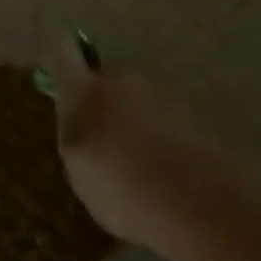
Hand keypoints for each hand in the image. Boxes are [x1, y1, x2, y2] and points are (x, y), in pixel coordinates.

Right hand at [51, 47, 237, 250]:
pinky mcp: (202, 122)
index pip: (62, 51)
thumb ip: (74, 135)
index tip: (56, 74)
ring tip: (142, 169)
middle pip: (108, 80)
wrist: (205, 208)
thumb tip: (77, 120)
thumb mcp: (78, 168)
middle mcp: (125, 82)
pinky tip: (169, 181)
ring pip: (141, 104)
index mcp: (86, 89)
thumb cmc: (122, 186)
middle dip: (104, 103)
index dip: (57, 57)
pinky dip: (166, 144)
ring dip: (138, 124)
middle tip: (104, 141)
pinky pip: (171, 126)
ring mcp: (167, 98)